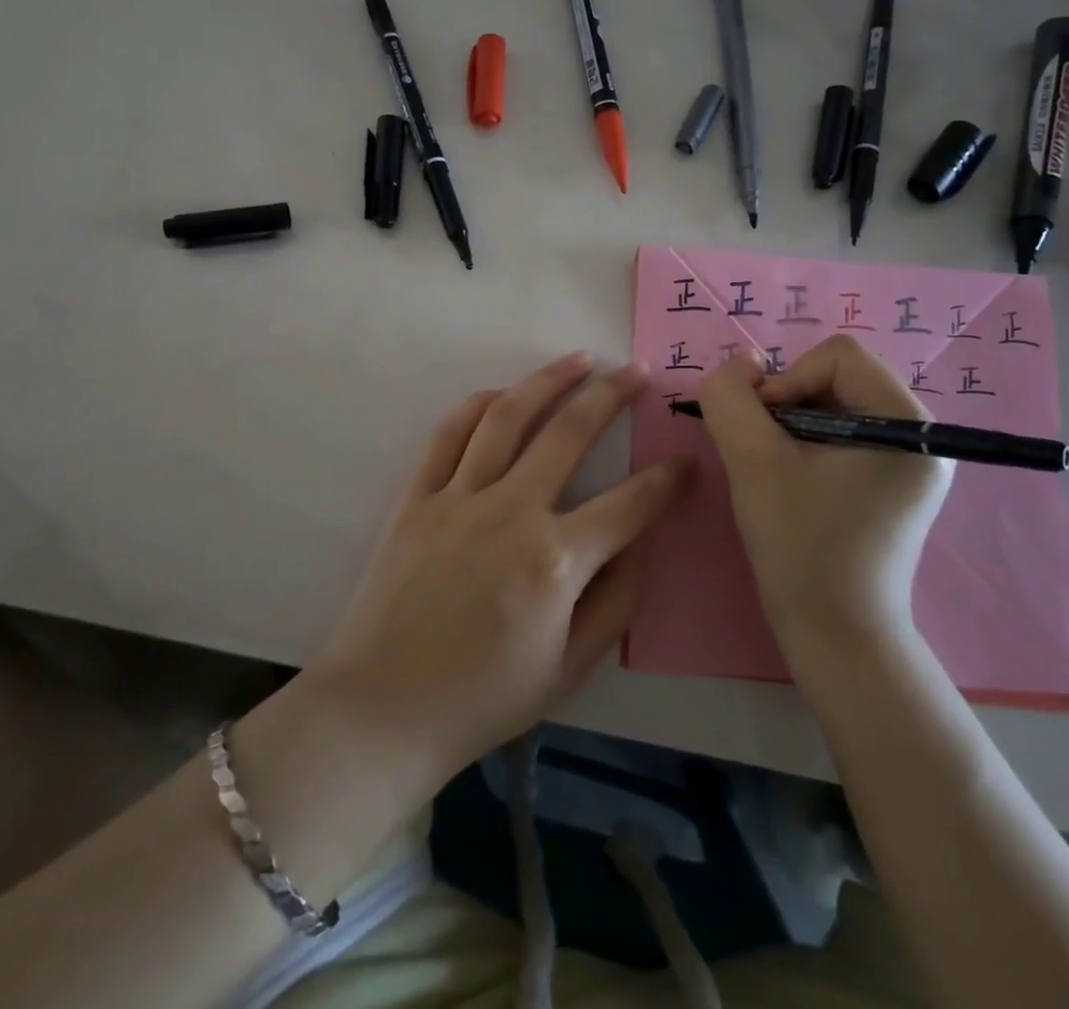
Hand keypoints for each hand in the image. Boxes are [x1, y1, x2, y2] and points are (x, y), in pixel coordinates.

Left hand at [306, 352, 693, 785]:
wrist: (382, 709)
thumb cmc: (482, 699)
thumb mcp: (569, 670)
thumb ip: (617, 602)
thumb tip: (643, 543)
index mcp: (556, 560)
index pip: (630, 504)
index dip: (667, 481)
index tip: (686, 462)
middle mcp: (511, 512)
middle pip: (569, 433)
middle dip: (610, 396)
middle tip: (634, 370)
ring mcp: (459, 497)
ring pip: (509, 417)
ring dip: (547, 381)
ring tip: (577, 359)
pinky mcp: (417, 497)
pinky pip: (449, 434)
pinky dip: (478, 405)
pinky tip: (502, 394)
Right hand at [697, 337, 951, 658]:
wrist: (834, 633)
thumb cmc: (800, 544)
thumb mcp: (752, 459)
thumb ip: (731, 397)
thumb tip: (741, 364)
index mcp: (909, 424)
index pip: (838, 356)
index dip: (788, 382)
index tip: (765, 433)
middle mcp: (922, 434)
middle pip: (837, 376)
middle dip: (788, 404)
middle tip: (765, 452)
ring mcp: (911, 460)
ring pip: (833, 402)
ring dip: (791, 424)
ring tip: (777, 470)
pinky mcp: (893, 482)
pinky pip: (841, 432)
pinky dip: (805, 442)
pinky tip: (792, 481)